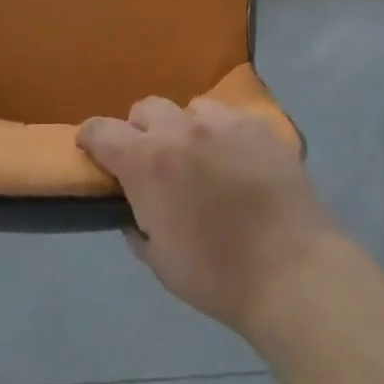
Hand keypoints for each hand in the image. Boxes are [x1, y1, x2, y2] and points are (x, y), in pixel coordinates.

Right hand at [78, 98, 336, 336]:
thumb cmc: (218, 275)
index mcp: (148, 161)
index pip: (102, 130)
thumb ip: (137, 226)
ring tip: (202, 159)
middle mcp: (180, 129)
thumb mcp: (161, 262)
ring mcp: (222, 121)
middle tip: (154, 161)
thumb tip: (131, 209)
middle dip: (141, 130)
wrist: (291, 269)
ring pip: (190, 109)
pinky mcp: (256, 124)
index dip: (91, 137)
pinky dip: (223, 134)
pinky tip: (238, 162)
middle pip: (145, 108)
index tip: (91, 148)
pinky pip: (228, 118)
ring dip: (185, 129)